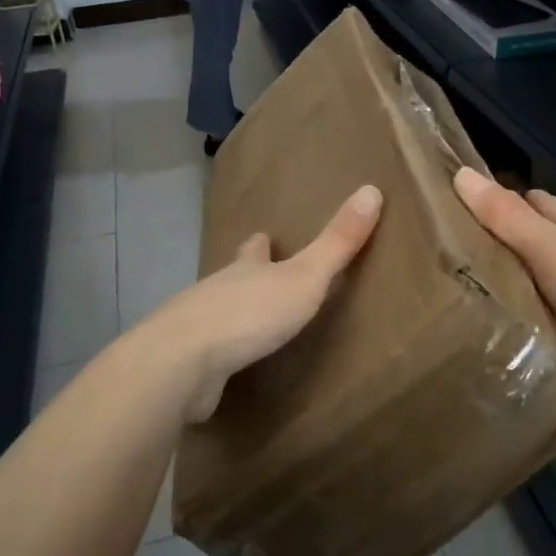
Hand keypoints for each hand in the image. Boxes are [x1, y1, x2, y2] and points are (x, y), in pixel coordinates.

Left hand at [149, 185, 382, 420]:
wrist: (183, 362)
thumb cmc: (250, 313)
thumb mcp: (304, 276)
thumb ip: (337, 242)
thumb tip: (372, 188)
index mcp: (245, 269)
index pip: (254, 249)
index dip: (261, 244)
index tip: (264, 236)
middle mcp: (216, 291)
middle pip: (231, 279)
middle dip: (244, 278)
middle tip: (260, 281)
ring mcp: (195, 327)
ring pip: (216, 314)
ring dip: (231, 316)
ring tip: (249, 326)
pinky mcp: (185, 364)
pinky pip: (206, 355)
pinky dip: (217, 355)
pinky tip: (226, 367)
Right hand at [453, 168, 555, 419]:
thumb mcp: (548, 248)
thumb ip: (505, 216)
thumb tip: (460, 172)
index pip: (531, 203)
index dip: (497, 203)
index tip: (452, 214)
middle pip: (532, 246)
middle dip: (496, 251)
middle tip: (443, 263)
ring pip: (536, 288)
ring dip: (508, 295)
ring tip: (454, 303)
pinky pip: (546, 326)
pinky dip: (525, 329)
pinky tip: (493, 336)